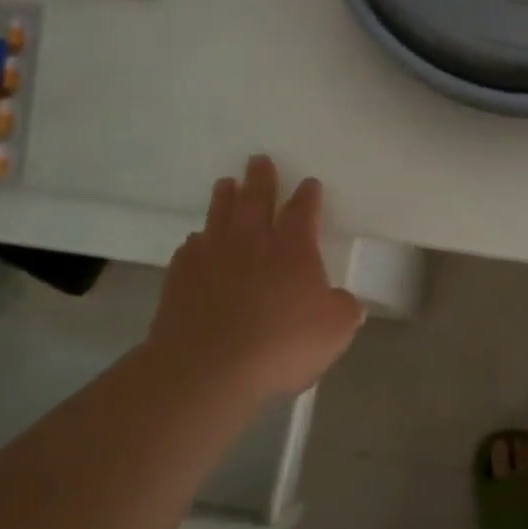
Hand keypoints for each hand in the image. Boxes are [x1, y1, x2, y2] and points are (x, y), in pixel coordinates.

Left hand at [152, 156, 362, 398]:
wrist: (206, 369)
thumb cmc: (281, 345)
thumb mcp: (334, 331)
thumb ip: (345, 310)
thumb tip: (347, 301)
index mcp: (293, 248)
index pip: (303, 210)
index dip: (308, 195)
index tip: (309, 183)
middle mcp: (252, 242)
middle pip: (257, 199)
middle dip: (262, 179)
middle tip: (259, 159)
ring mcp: (212, 257)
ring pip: (220, 215)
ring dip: (225, 197)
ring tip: (227, 183)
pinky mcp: (181, 278)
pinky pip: (191, 248)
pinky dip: (198, 240)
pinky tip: (197, 240)